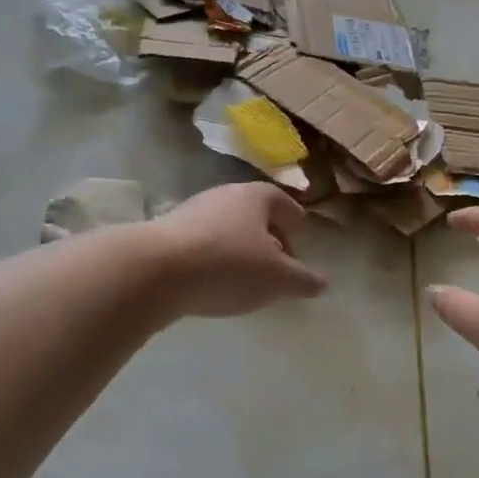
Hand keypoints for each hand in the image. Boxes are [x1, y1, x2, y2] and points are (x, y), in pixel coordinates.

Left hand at [147, 183, 327, 318]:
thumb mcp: (277, 278)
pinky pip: (202, 243)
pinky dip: (213, 259)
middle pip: (255, 215)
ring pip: (227, 228)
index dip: (297, 228)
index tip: (298, 253)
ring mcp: (193, 210)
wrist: (156, 269)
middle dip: (268, 240)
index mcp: (256, 196)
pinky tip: (211, 284)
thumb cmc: (228, 265)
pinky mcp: (167, 231)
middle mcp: (225, 194)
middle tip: (275, 270)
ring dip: (239, 250)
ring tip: (243, 281)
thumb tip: (322, 283)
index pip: (286, 205)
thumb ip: (303, 280)